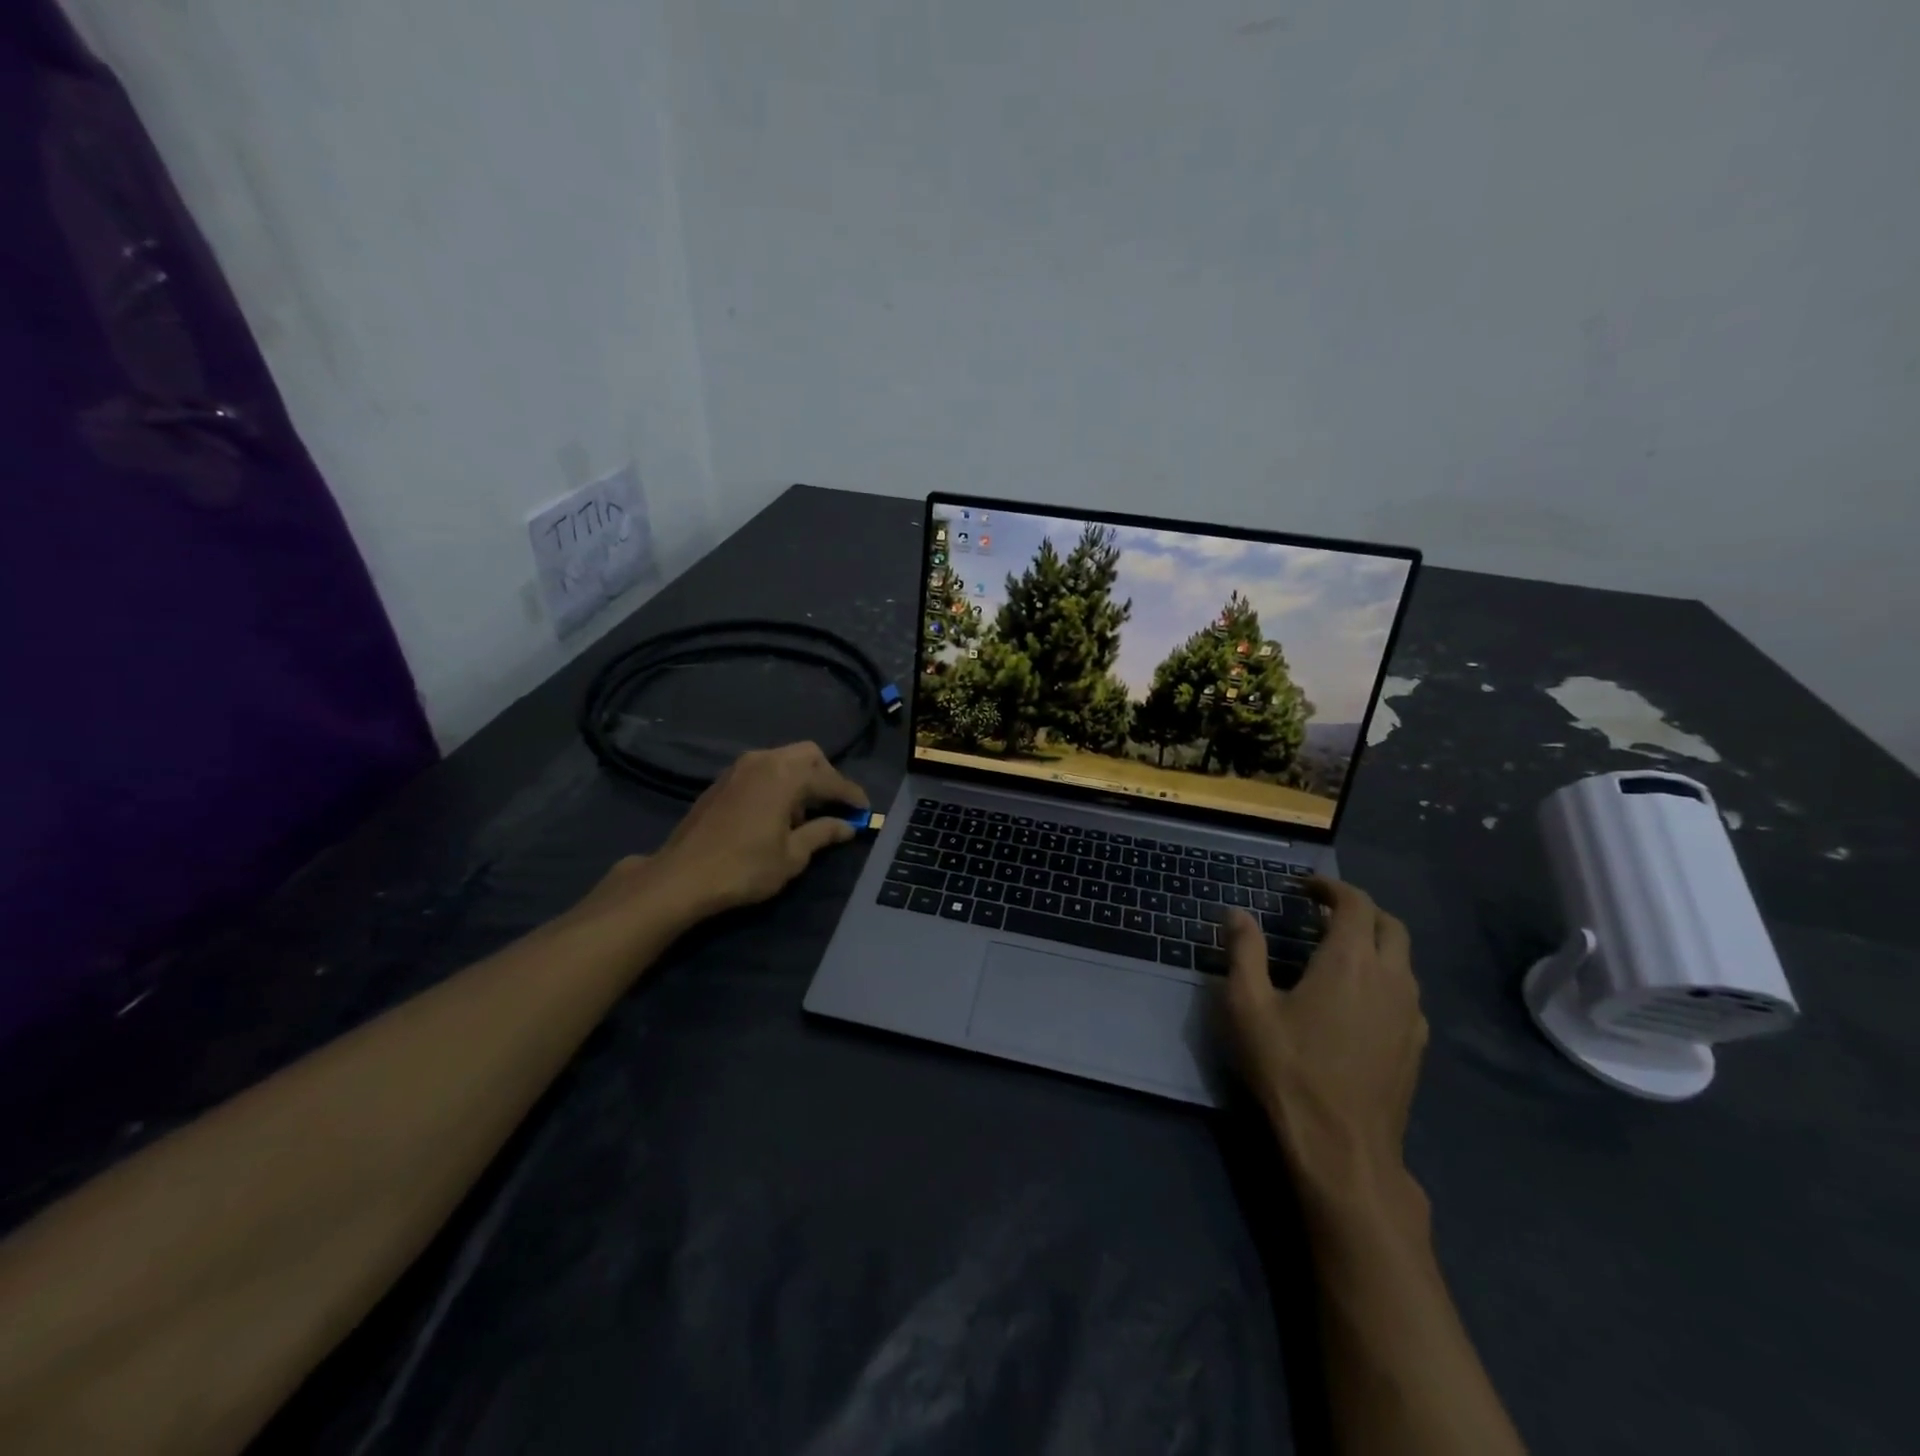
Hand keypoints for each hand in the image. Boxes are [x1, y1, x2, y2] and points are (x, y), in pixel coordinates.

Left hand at [651, 742, 869, 913]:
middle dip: (827, 777)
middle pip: (809, 755)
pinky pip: (763, 770)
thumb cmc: (745, 868)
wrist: (682, 876)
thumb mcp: (792, 856)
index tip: (865, 811)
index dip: (852, 796)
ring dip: (802, 779)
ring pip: (784, 759)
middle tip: (836, 806)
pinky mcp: (723, 780)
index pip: (830, 780)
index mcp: (786, 776)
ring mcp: (740, 768)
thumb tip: (848, 826)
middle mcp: (764, 761)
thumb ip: (823, 833)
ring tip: (806, 814)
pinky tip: (777, 814)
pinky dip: (779, 782)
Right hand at [1220, 878, 1426, 1201]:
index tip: (1303, 887)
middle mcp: (1391, 977)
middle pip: (1389, 924)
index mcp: (1351, 960)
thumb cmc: (1288, 1067)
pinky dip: (1385, 977)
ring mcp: (1410, 1013)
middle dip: (1358, 909)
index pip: (1354, 902)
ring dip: (1374, 943)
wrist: (1342, 1147)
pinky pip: (1406, 993)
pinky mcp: (1416, 1045)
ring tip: (1336, 953)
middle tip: (1320, 914)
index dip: (1330, 886)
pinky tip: (1357, 1000)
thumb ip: (1243, 951)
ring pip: (1403, 959)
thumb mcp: (1247, 1005)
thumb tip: (1237, 913)